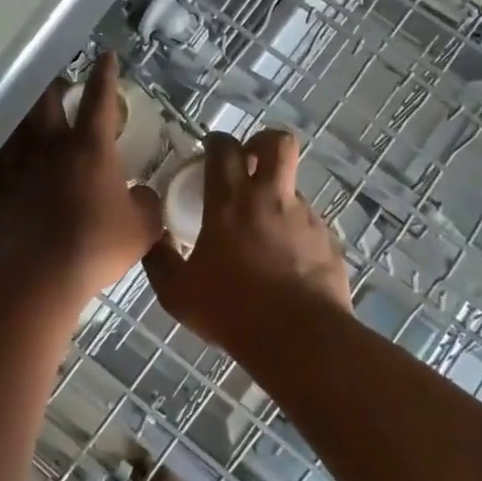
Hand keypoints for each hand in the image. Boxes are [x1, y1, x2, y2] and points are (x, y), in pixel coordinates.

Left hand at [0, 52, 163, 293]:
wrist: (42, 272)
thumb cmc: (98, 245)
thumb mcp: (143, 227)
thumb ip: (146, 203)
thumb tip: (142, 194)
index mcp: (91, 148)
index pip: (100, 99)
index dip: (105, 75)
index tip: (106, 56)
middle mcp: (51, 145)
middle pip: (47, 99)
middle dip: (55, 84)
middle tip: (59, 82)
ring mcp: (19, 163)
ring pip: (16, 121)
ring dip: (22, 108)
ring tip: (25, 104)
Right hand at [142, 129, 351, 350]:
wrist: (299, 338)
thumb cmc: (231, 310)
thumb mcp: (177, 292)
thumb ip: (160, 260)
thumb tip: (153, 238)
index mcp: (230, 202)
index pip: (224, 148)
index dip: (216, 142)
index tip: (209, 153)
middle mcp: (270, 198)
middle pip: (276, 142)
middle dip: (261, 143)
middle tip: (248, 164)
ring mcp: (305, 217)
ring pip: (293, 186)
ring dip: (277, 197)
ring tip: (263, 232)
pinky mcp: (328, 240)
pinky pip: (309, 224)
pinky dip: (295, 233)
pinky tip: (286, 262)